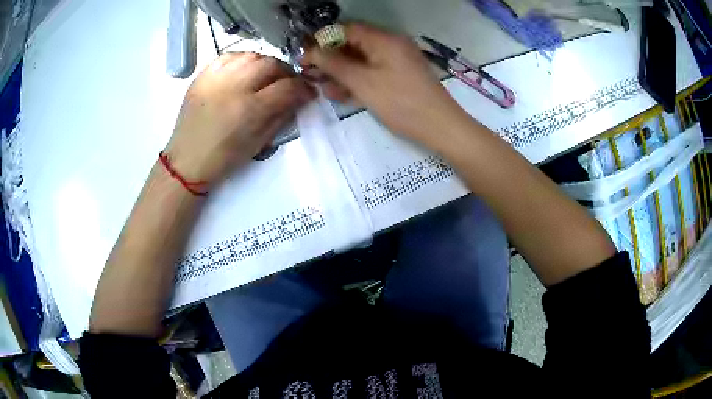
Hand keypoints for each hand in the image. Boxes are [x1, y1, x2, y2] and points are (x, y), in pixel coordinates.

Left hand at [165, 53, 314, 186]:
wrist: (187, 160)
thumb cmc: (224, 158)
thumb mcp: (259, 143)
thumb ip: (282, 117)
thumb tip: (299, 98)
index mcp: (249, 110)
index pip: (287, 87)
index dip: (304, 88)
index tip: (308, 92)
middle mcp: (234, 87)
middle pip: (271, 64)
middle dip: (286, 72)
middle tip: (287, 83)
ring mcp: (216, 78)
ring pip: (252, 55)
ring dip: (266, 63)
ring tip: (266, 76)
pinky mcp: (203, 75)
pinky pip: (229, 55)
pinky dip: (243, 59)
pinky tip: (245, 70)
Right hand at [303, 24, 467, 144]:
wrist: (441, 128)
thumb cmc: (401, 103)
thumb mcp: (363, 83)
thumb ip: (334, 64)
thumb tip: (311, 52)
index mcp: (384, 39)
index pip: (346, 29)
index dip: (323, 40)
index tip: (305, 56)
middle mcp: (391, 44)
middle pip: (353, 44)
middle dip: (330, 59)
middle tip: (311, 75)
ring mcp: (397, 60)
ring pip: (362, 60)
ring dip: (341, 72)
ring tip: (323, 88)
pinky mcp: (400, 75)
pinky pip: (374, 71)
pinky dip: (358, 80)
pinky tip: (342, 93)